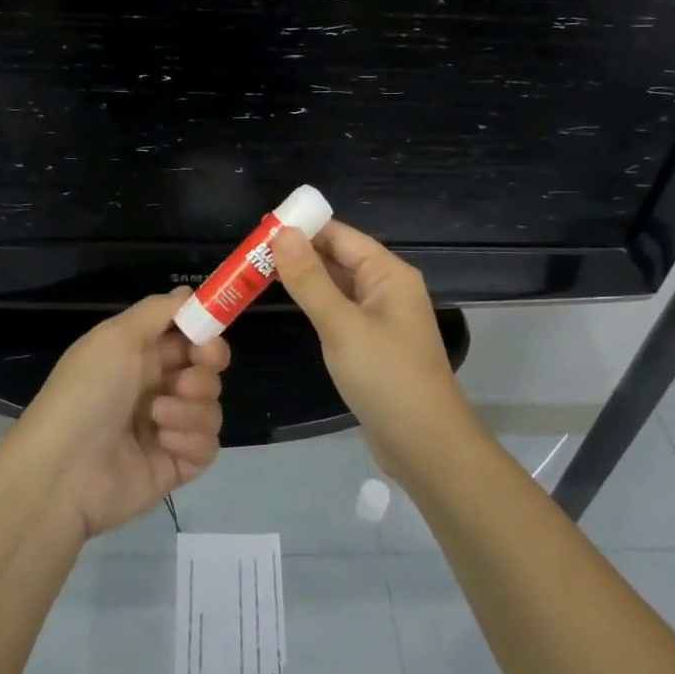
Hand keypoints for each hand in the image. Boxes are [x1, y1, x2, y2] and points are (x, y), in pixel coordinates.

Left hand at [18, 290, 227, 538]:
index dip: (206, 334)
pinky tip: (164, 442)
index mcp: (140, 356)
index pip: (189, 337)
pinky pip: (207, 446)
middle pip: (207, 370)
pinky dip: (191, 440)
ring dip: (191, 408)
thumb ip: (158, 311)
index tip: (208, 339)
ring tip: (158, 417)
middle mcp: (157, 388)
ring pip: (211, 407)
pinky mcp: (176, 465)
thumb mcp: (115, 337)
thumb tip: (189, 293)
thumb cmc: (87, 392)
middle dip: (205, 371)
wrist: (63, 472)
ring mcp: (168, 428)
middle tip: (185, 381)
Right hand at [272, 221, 475, 483]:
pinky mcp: (372, 344)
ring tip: (258, 273)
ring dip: (304, 279)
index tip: (260, 229)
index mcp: (388, 274)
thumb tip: (283, 233)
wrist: (424, 445)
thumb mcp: (342, 325)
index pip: (341, 235)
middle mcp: (387, 288)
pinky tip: (288, 305)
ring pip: (337, 285)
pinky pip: (340, 311)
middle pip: (339, 258)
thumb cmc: (386, 377)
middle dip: (299, 253)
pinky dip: (315, 304)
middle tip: (250, 254)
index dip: (303, 228)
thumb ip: (310, 279)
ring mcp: (381, 318)